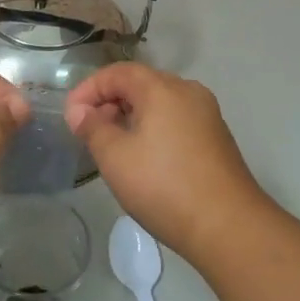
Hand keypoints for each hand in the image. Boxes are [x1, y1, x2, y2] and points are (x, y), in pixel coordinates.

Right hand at [65, 63, 271, 263]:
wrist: (229, 227)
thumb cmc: (164, 186)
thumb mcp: (115, 157)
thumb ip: (92, 128)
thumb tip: (80, 112)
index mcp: (163, 88)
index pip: (117, 72)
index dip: (88, 89)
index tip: (70, 116)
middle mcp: (188, 91)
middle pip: (140, 84)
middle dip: (109, 102)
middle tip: (88, 130)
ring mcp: (206, 114)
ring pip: (159, 103)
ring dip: (130, 116)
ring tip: (111, 145)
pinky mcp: (216, 138)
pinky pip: (175, 120)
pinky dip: (152, 128)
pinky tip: (143, 157)